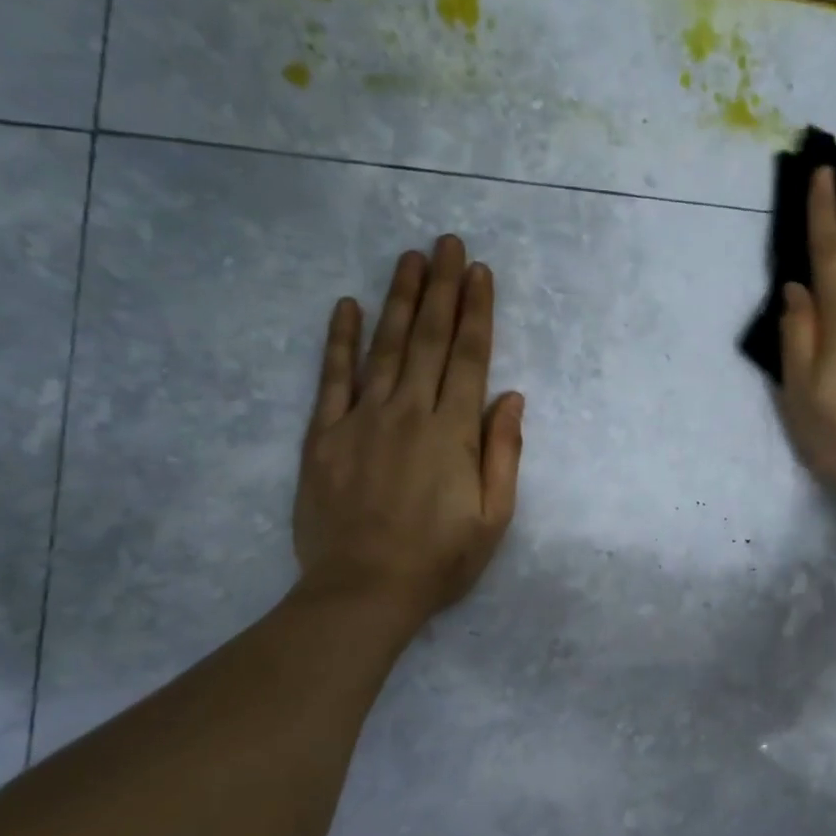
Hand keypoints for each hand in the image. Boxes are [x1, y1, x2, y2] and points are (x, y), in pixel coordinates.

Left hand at [292, 235, 522, 631]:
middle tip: (448, 243)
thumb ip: (503, 453)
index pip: (469, 358)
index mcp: (453, 433)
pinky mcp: (324, 437)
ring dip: (400, 300)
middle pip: (430, 340)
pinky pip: (332, 379)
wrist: (362, 592)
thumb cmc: (438, 561)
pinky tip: (346, 305)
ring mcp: (362, 421)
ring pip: (385, 347)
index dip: (477, 312)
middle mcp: (409, 413)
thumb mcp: (493, 518)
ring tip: (410, 259)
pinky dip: (339, 340)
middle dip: (443, 289)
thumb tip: (511, 397)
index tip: (480, 273)